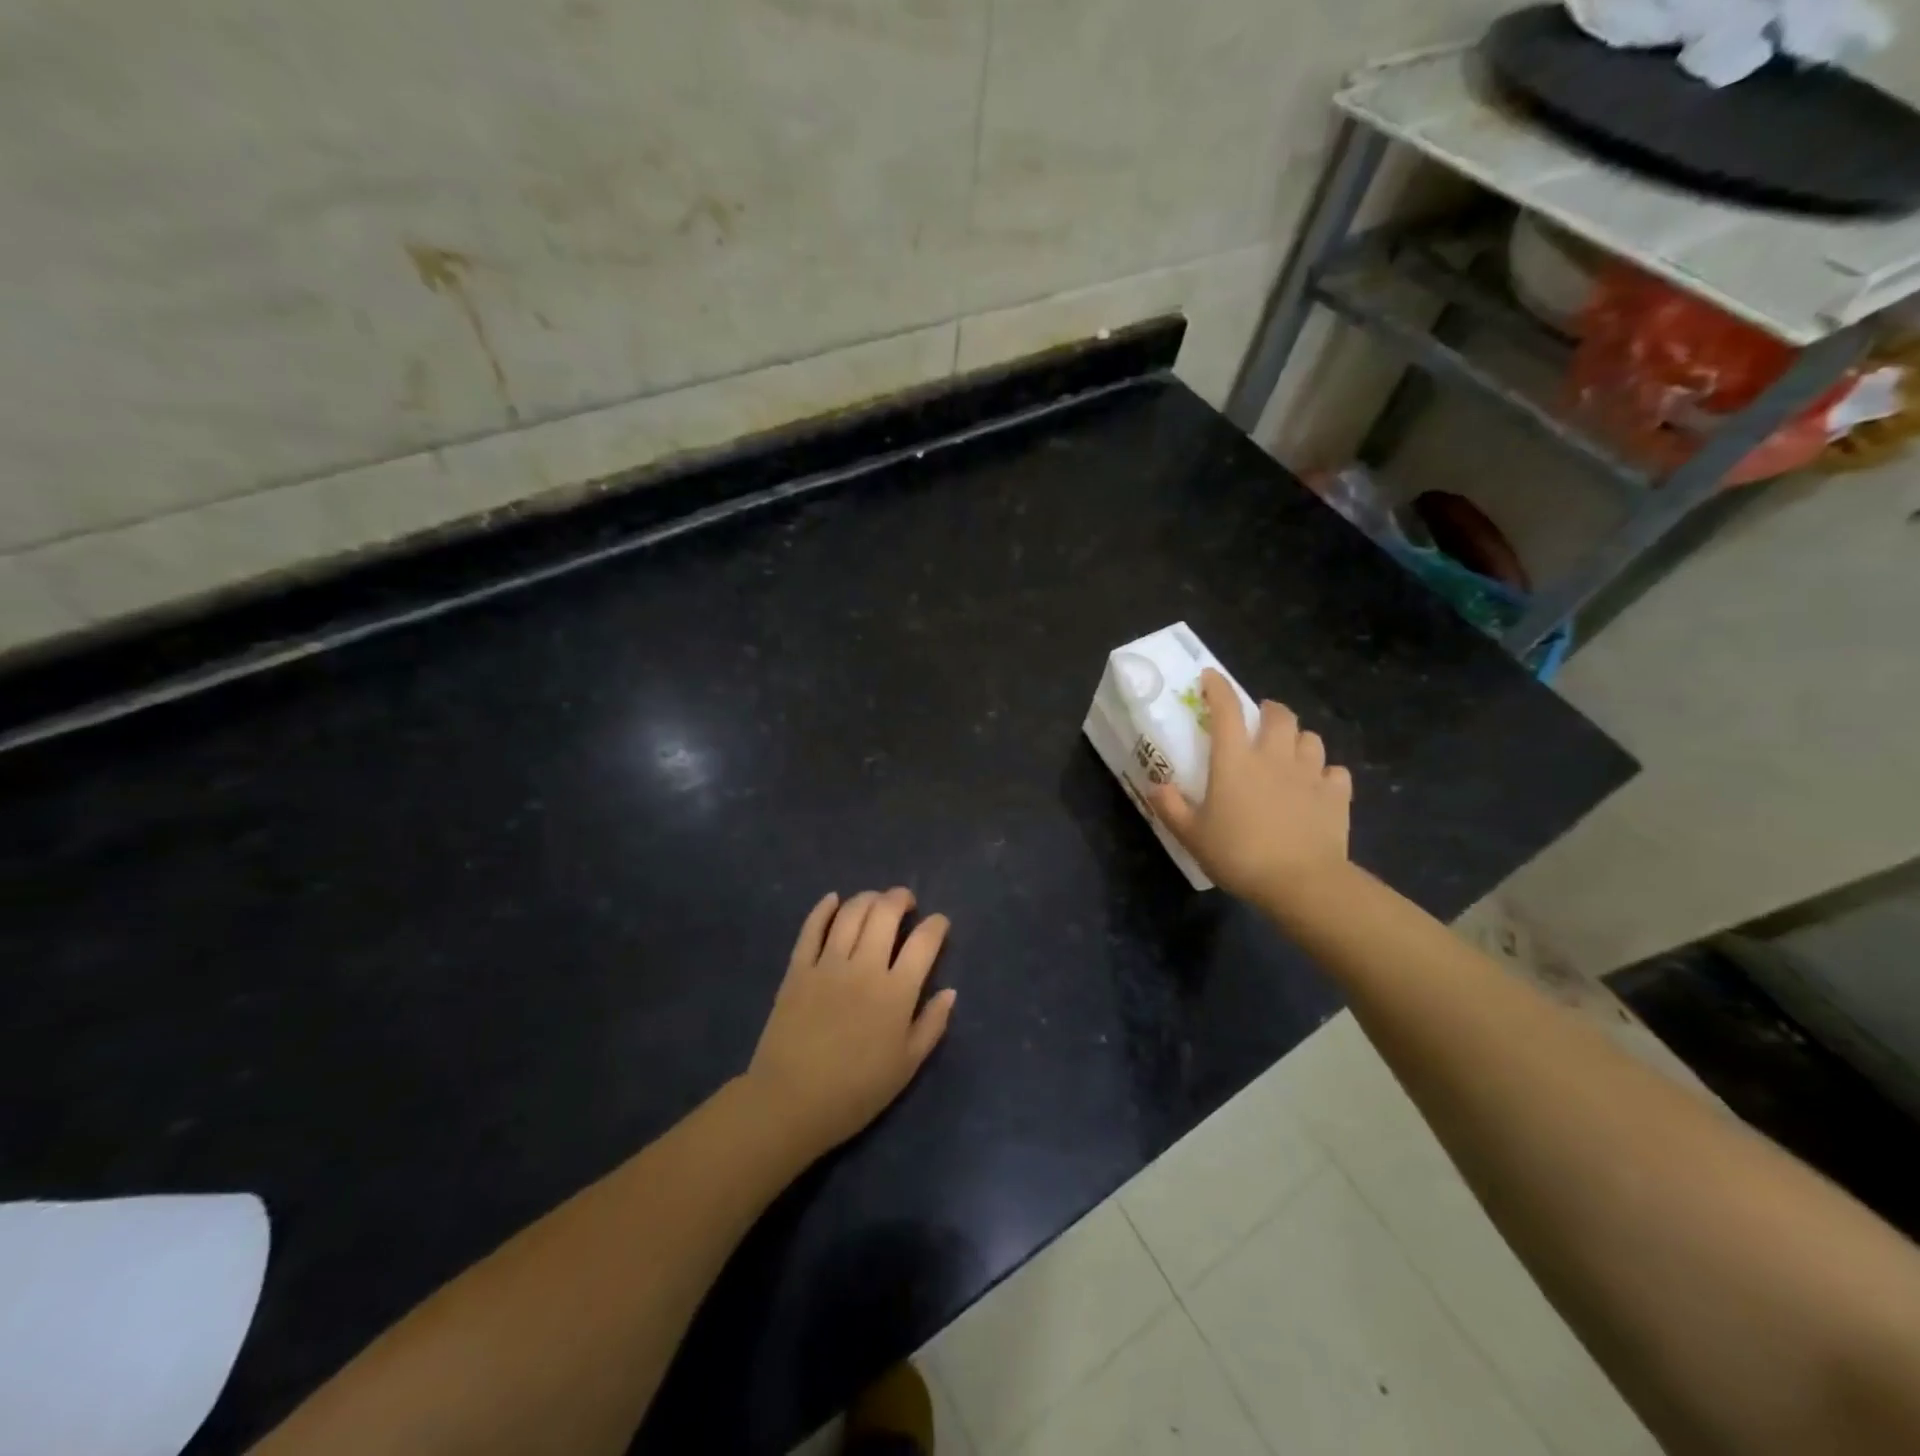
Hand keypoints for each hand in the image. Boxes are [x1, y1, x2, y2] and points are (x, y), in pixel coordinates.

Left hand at [745, 888, 956, 1156]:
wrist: (790, 1103)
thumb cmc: (855, 1091)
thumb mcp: (906, 1066)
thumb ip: (931, 1025)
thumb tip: (949, 992)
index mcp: (896, 993)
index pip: (924, 942)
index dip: (937, 925)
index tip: (939, 924)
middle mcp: (864, 967)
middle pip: (886, 913)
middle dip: (901, 898)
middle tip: (906, 902)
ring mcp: (828, 964)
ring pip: (851, 913)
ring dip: (868, 898)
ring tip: (876, 901)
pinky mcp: (797, 968)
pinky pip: (811, 928)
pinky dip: (823, 908)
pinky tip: (833, 900)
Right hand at [1149, 669, 1352, 908]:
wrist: (1301, 882)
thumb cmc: (1239, 855)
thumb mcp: (1192, 835)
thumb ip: (1171, 808)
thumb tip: (1155, 786)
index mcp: (1235, 761)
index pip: (1227, 711)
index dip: (1218, 688)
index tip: (1210, 678)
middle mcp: (1274, 757)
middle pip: (1279, 715)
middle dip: (1268, 710)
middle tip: (1259, 721)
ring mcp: (1310, 773)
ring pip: (1310, 738)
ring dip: (1298, 739)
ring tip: (1289, 752)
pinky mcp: (1336, 795)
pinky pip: (1335, 771)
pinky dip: (1326, 773)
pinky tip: (1318, 786)